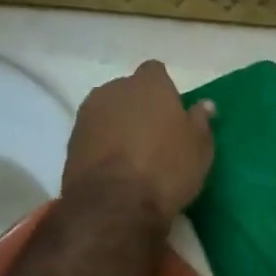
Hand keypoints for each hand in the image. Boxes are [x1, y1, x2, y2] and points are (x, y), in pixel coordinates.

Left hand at [63, 61, 213, 221]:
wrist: (114, 204)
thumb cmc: (167, 168)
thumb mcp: (199, 148)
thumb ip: (200, 121)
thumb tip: (203, 105)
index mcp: (149, 84)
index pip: (156, 72)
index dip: (164, 90)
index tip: (173, 112)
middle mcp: (114, 89)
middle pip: (129, 91)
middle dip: (139, 107)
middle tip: (155, 135)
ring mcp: (88, 113)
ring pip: (109, 112)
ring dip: (119, 125)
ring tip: (133, 154)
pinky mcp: (71, 140)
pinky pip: (94, 134)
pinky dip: (103, 144)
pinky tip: (116, 168)